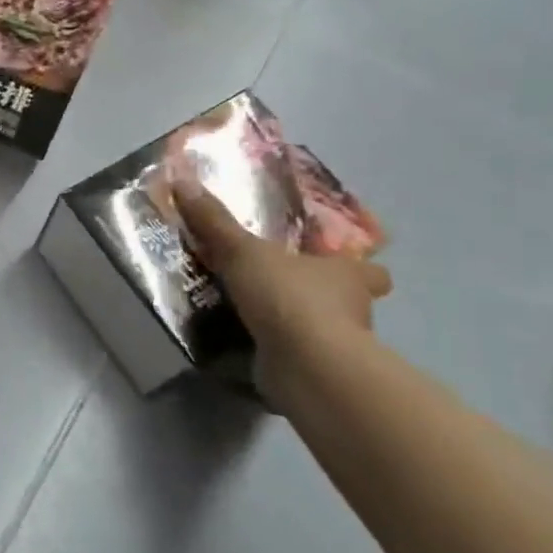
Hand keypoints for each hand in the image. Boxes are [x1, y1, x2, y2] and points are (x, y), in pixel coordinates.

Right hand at [170, 177, 391, 404]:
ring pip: (319, 328)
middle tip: (279, 284)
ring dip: (293, 322)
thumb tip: (183, 180)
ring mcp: (336, 345)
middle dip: (318, 294)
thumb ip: (214, 222)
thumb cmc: (290, 298)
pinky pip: (294, 354)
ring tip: (250, 311)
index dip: (357, 265)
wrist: (307, 367)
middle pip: (343, 298)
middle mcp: (352, 309)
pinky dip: (275, 349)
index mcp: (347, 274)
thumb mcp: (243, 251)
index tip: (334, 263)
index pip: (369, 269)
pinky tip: (244, 341)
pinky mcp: (315, 372)